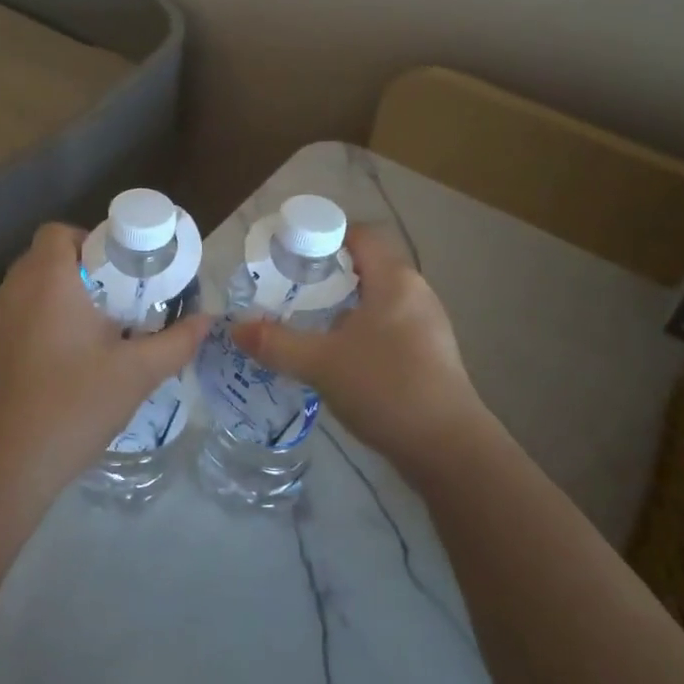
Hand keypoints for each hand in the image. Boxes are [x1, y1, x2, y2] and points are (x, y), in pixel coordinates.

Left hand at [0, 223, 210, 494]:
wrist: (9, 464)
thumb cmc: (77, 404)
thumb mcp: (138, 373)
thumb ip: (177, 342)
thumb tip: (207, 321)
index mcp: (48, 281)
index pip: (58, 232)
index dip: (89, 241)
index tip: (118, 272)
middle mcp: (12, 291)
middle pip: (43, 258)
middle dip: (79, 271)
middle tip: (113, 302)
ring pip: (26, 290)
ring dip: (55, 298)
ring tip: (89, 333)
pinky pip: (12, 319)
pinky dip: (35, 325)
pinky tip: (58, 364)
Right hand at [230, 224, 499, 480]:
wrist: (448, 449)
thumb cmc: (386, 387)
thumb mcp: (320, 363)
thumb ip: (275, 343)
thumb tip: (235, 328)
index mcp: (395, 280)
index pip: (361, 235)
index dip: (325, 235)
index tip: (291, 253)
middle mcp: (416, 293)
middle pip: (368, 266)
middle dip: (328, 274)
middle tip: (290, 289)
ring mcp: (427, 326)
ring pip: (377, 300)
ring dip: (344, 306)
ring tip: (307, 322)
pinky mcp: (429, 355)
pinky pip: (388, 326)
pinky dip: (360, 330)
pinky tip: (338, 356)